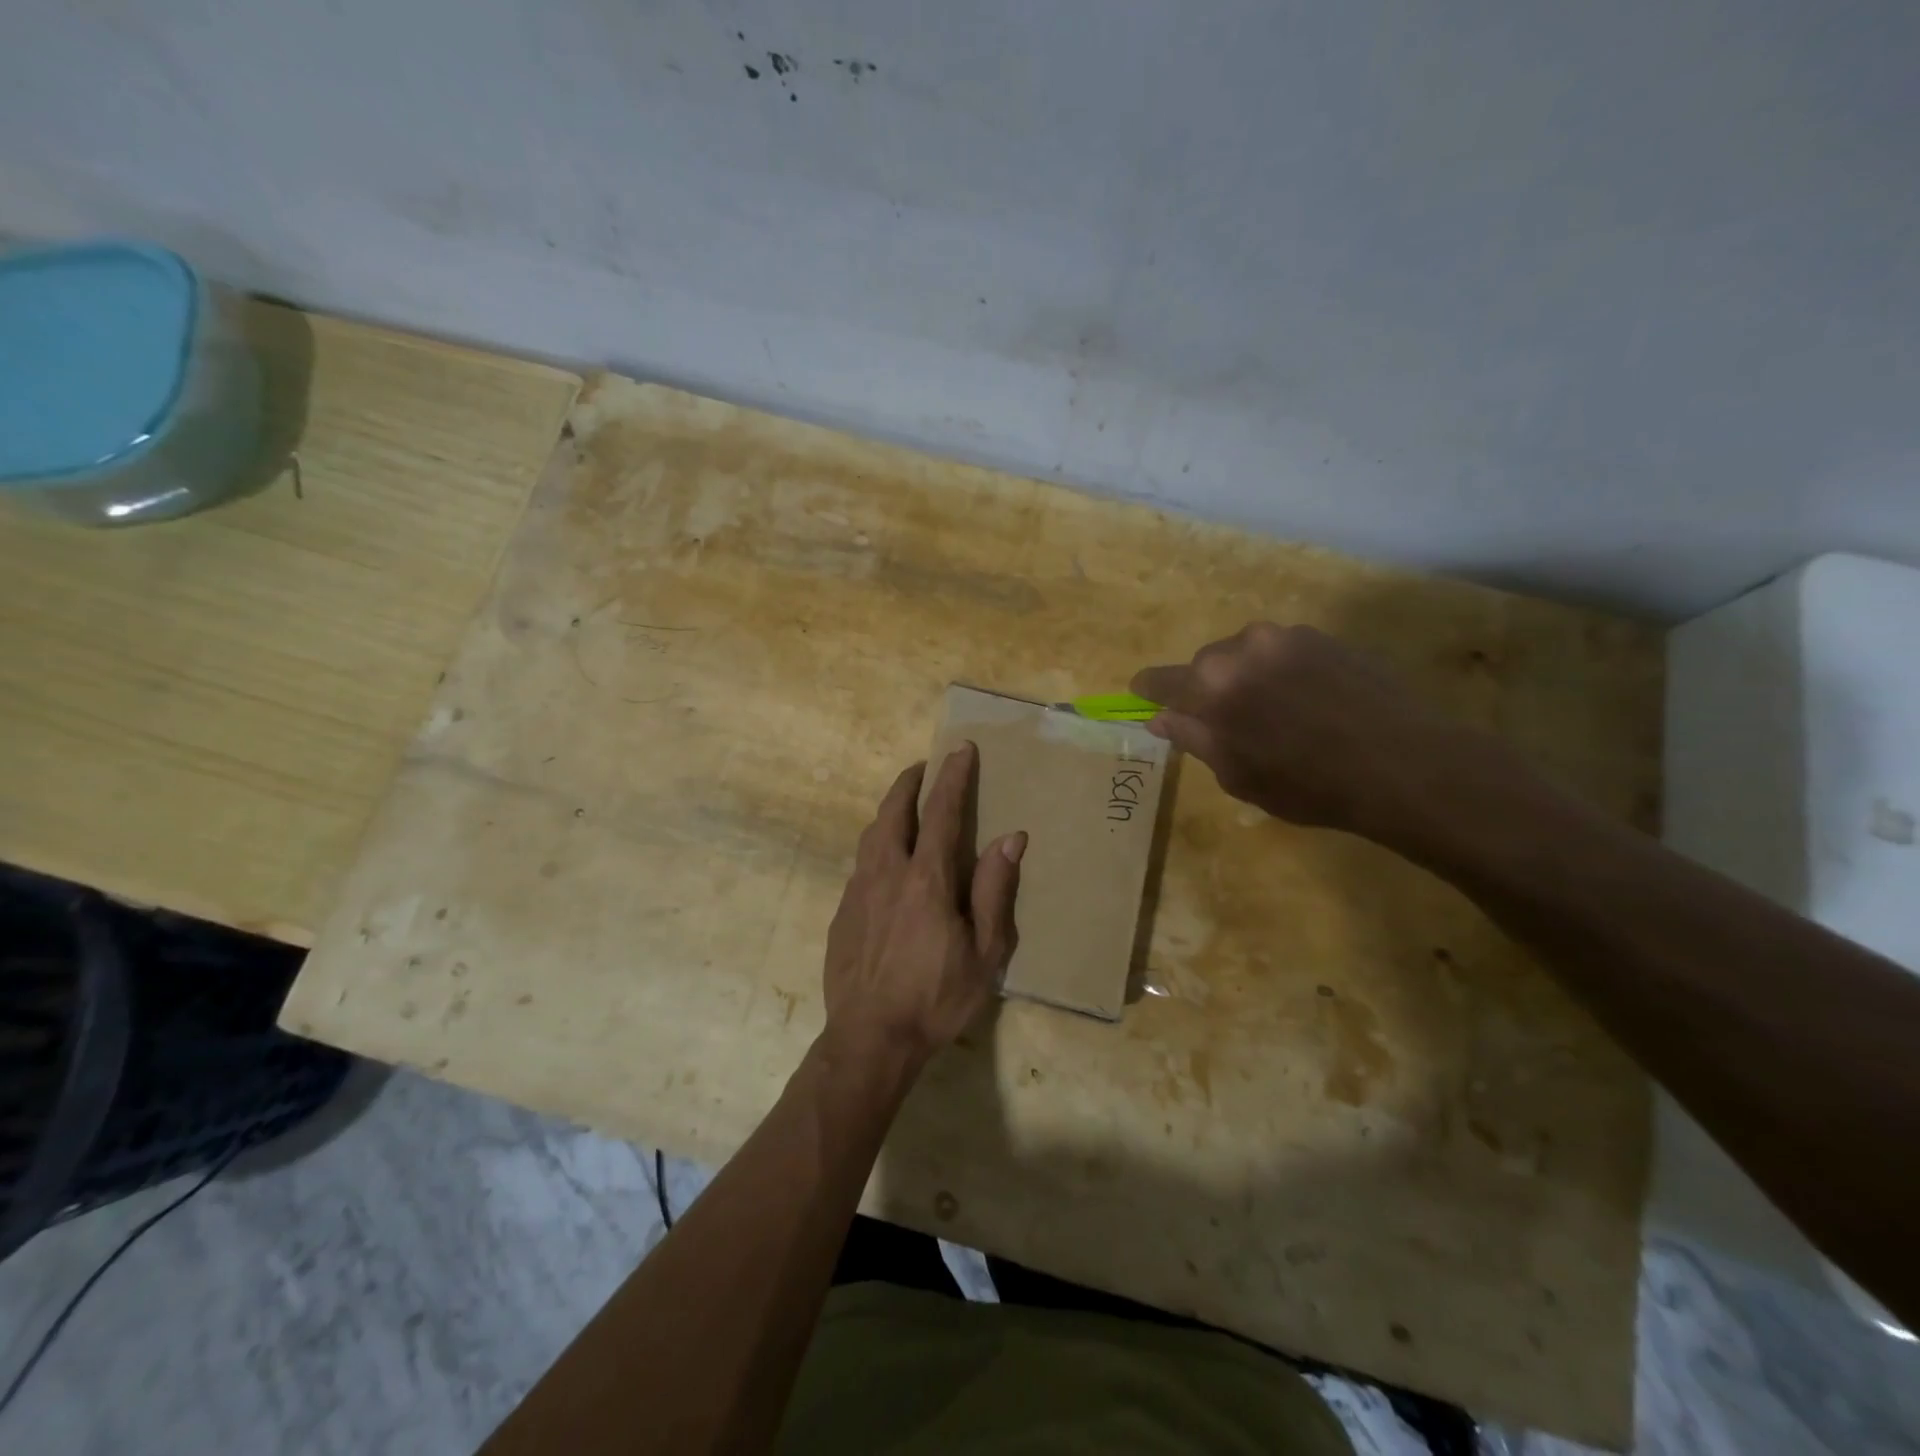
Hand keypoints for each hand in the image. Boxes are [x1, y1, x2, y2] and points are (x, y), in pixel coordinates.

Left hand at [822, 744, 1025, 1070]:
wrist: (870, 1038)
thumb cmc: (936, 998)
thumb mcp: (985, 953)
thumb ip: (995, 891)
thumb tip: (1011, 838)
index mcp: (926, 879)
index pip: (941, 812)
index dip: (952, 777)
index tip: (960, 749)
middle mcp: (886, 873)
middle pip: (893, 811)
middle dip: (909, 782)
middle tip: (924, 767)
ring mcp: (857, 891)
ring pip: (871, 835)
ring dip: (889, 811)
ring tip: (904, 805)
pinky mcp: (841, 913)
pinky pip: (860, 864)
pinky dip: (877, 846)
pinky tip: (885, 863)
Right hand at [1131, 622, 1504, 840]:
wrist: (1402, 764)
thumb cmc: (1307, 783)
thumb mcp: (1237, 773)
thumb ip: (1193, 738)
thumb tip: (1158, 718)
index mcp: (1211, 684)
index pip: (1161, 680)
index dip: (1149, 692)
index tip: (1144, 698)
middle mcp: (1243, 646)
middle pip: (1206, 664)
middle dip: (1207, 689)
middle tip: (1227, 723)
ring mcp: (1288, 636)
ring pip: (1247, 654)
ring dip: (1248, 678)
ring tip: (1275, 714)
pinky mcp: (1326, 637)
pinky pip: (1284, 652)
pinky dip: (1282, 672)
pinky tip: (1307, 703)